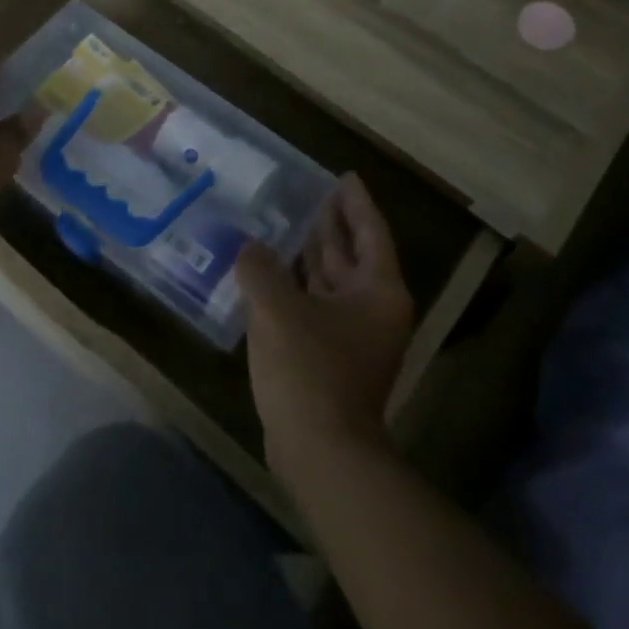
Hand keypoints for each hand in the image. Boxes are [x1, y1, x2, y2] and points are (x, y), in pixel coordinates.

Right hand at [239, 174, 414, 487]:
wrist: (321, 452)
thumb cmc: (308, 370)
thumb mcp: (277, 309)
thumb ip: (261, 269)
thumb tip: (251, 249)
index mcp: (377, 291)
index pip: (370, 232)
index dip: (356, 202)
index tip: (343, 176)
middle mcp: (372, 310)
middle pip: (354, 255)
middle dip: (334, 225)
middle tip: (314, 194)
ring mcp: (354, 337)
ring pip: (334, 282)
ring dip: (314, 255)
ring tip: (290, 224)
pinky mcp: (331, 358)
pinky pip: (316, 306)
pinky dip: (298, 286)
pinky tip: (272, 274)